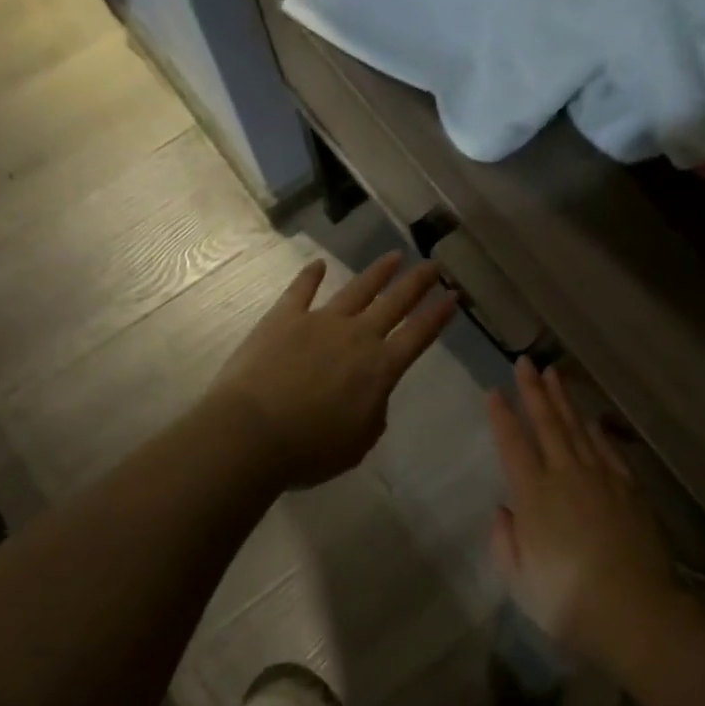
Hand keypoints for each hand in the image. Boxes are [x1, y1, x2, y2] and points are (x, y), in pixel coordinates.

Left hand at [209, 252, 456, 487]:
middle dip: (417, 283)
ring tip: (394, 257)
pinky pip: (301, 290)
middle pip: (394, 303)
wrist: (250, 434)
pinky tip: (319, 265)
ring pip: (357, 290)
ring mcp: (319, 322)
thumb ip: (373, 412)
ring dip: (378, 273)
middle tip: (433, 265)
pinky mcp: (283, 318)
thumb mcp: (359, 442)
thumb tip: (372, 393)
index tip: (453, 296)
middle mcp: (357, 336)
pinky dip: (310, 276)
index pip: (418, 334)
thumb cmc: (310, 449)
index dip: (438, 315)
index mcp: (380, 368)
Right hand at [488, 358, 679, 668]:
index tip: (494, 391)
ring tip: (554, 375)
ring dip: (564, 400)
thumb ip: (505, 541)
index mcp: (534, 496)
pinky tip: (592, 420)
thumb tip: (504, 509)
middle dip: (533, 391)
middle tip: (525, 362)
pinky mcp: (629, 488)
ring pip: (578, 429)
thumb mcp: (519, 581)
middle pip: (547, 424)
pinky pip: (608, 450)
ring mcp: (601, 478)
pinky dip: (597, 431)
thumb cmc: (568, 602)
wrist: (636, 611)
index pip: (513, 444)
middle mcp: (566, 475)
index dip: (502, 416)